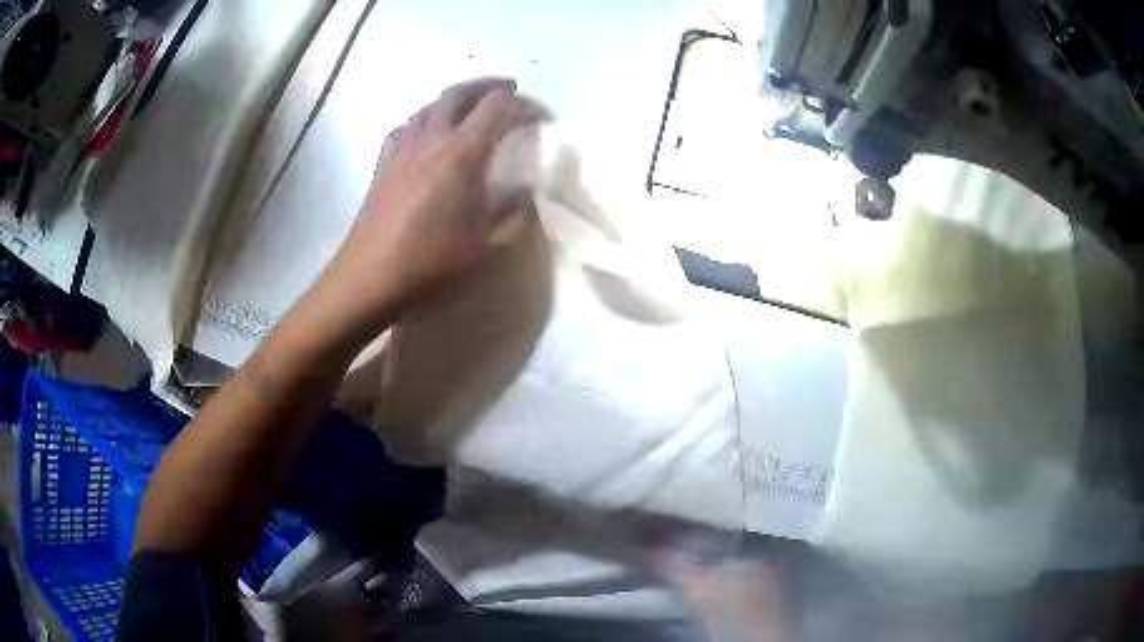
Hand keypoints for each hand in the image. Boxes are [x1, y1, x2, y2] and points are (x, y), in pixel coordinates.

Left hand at [319, 77, 542, 329]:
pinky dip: (425, 120)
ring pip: (430, 105)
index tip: (542, 118)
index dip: (526, 106)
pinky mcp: (383, 162)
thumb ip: (514, 214)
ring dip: (457, 98)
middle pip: (461, 93)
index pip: (498, 108)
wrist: (370, 277)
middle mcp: (431, 139)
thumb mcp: (487, 245)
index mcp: (461, 153)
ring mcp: (402, 148)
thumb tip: (524, 193)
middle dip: (489, 86)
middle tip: (510, 90)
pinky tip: (428, 134)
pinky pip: (406, 126)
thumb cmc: (431, 262)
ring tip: (473, 107)